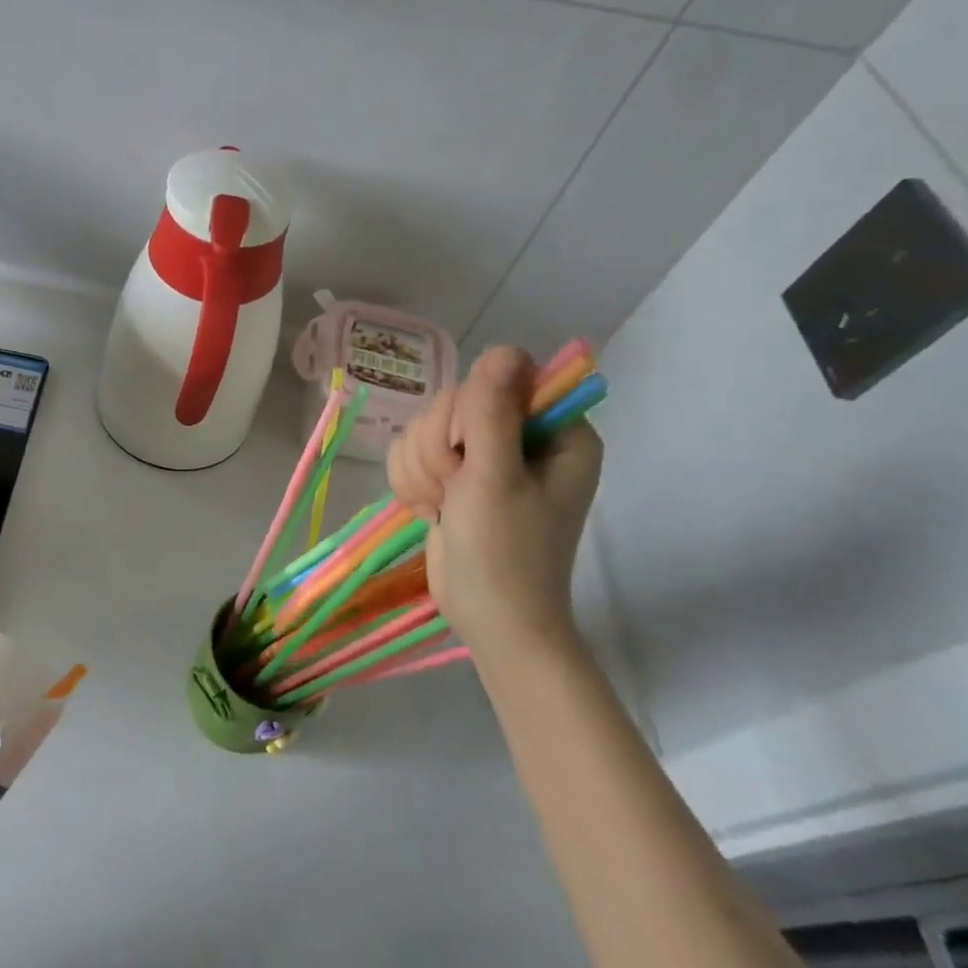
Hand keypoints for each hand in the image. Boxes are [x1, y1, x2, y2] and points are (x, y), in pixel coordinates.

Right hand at [387, 346, 601, 661]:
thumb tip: (503, 349)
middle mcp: (521, 437)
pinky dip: (413, 482)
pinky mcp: (453, 478)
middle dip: (440, 449)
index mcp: (555, 432)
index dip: (473, 411)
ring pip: (425, 427)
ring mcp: (484, 458)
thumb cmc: (505, 552)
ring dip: (423, 469)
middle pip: (453, 402)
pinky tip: (431, 511)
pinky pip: (412, 452)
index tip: (471, 452)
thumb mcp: (496, 477)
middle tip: (455, 489)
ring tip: (444, 506)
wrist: (489, 619)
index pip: (500, 379)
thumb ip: (493, 411)